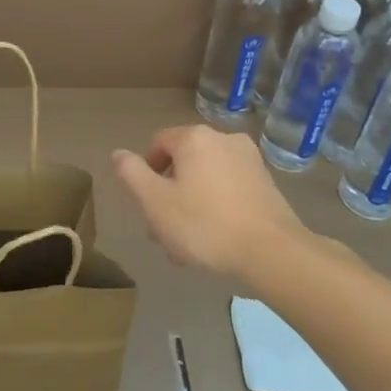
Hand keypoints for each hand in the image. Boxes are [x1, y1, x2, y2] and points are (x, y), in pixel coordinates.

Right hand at [113, 125, 313, 277]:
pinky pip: (228, 189)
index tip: (147, 204)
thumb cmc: (205, 224)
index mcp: (195, 138)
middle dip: (169, 194)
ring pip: (205, 178)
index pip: (158, 143)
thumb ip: (132, 174)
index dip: (146, 172)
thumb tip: (118, 154)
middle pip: (183, 162)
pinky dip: (216, 207)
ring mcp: (249, 160)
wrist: (272, 252)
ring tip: (186, 246)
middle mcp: (223, 139)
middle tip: (162, 231)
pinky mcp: (266, 183)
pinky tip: (213, 240)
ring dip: (190, 205)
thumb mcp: (155, 202)